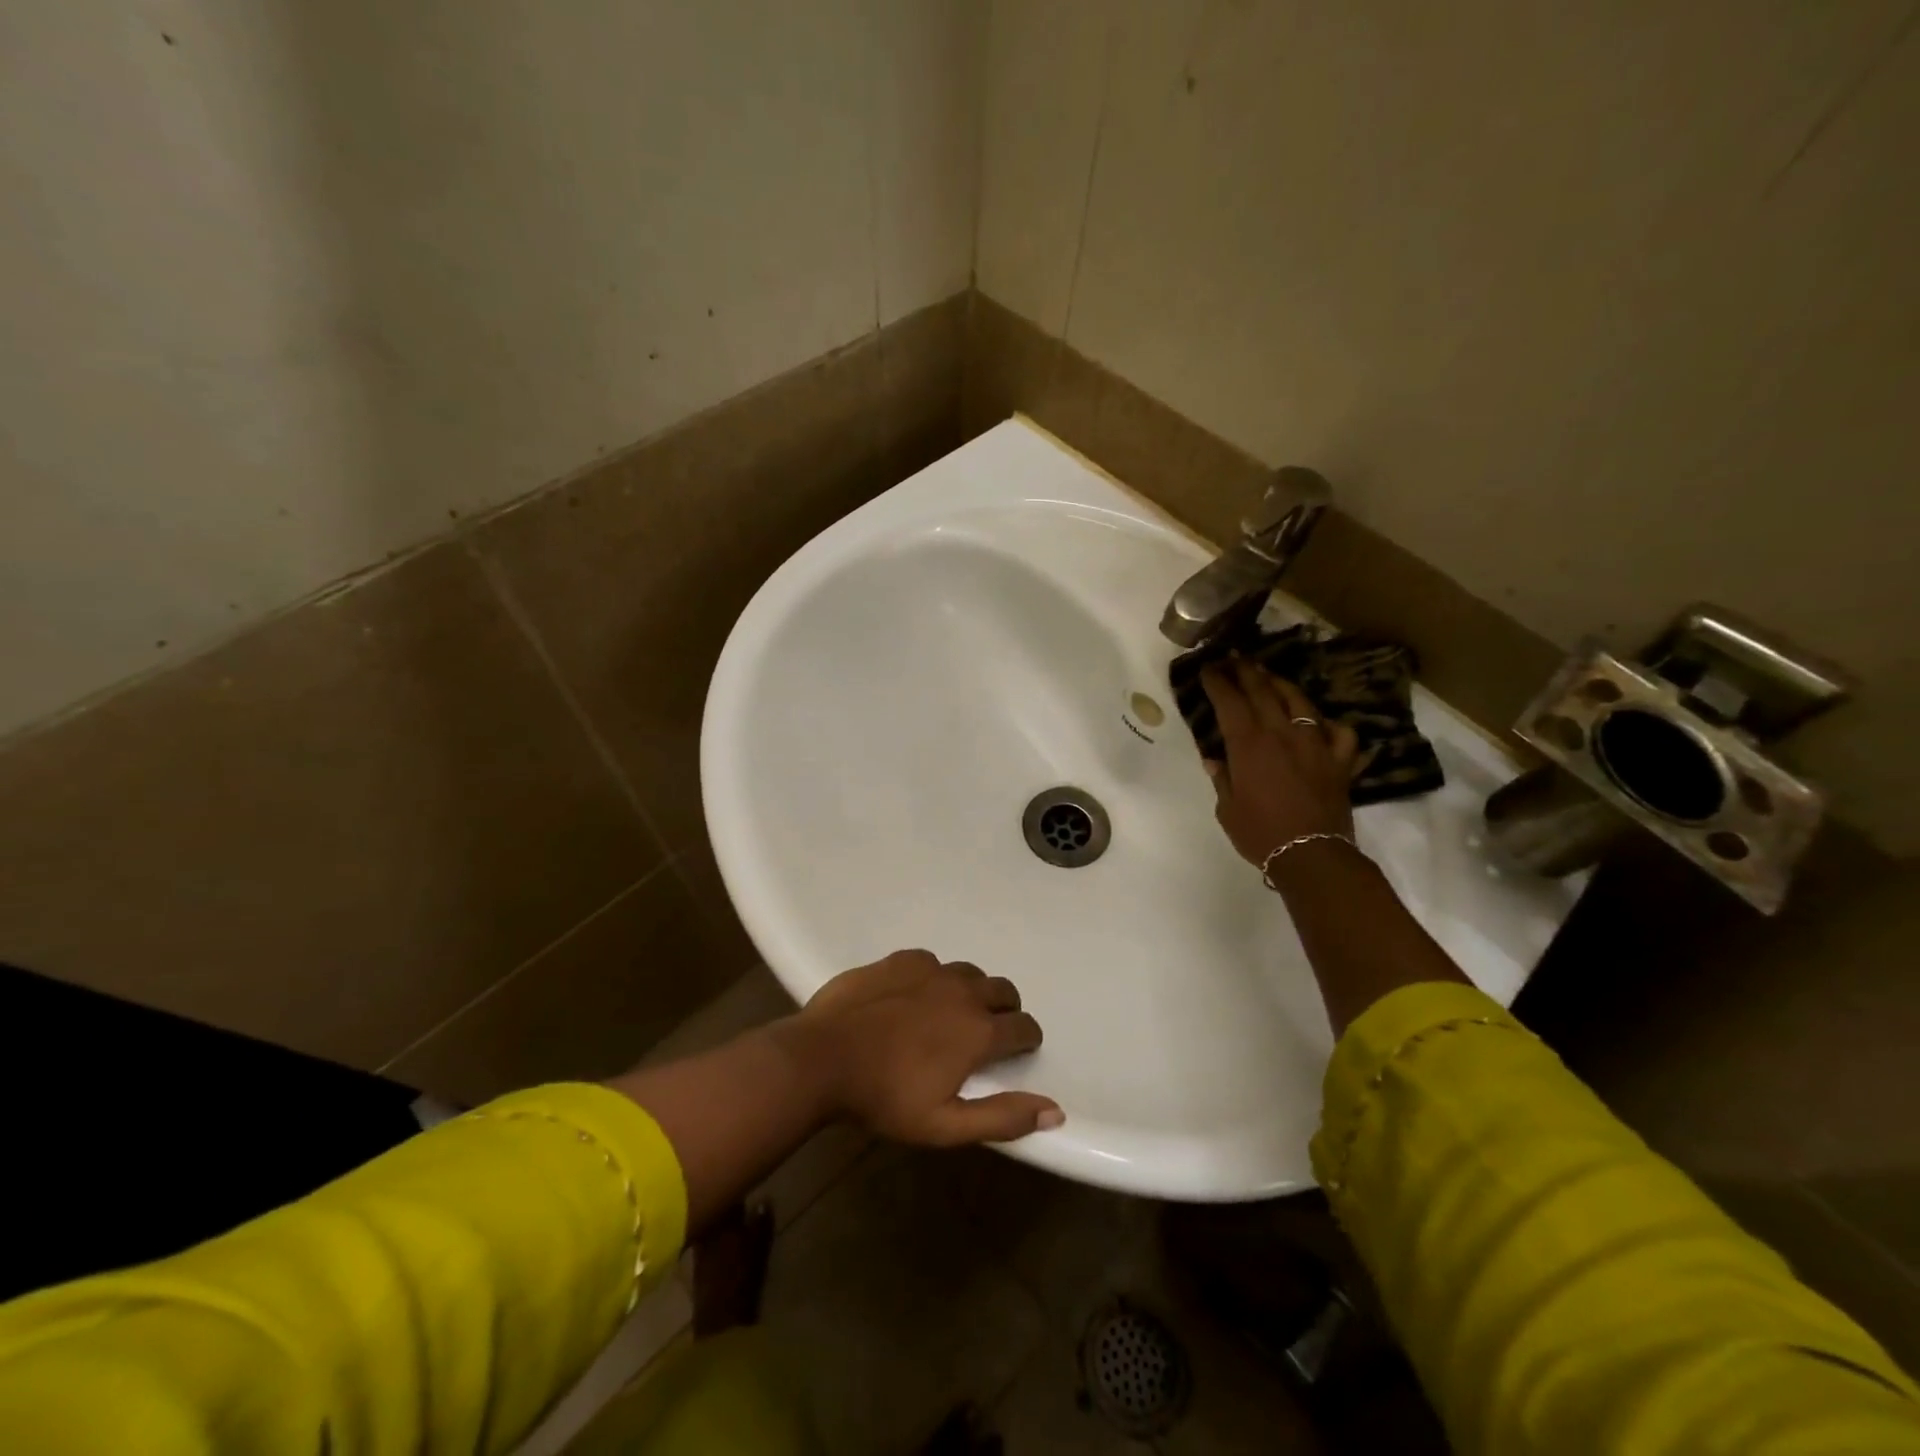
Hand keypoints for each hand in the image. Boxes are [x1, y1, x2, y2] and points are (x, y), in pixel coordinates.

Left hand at [796, 950, 1062, 1145]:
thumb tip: (1055, 1110)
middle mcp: (962, 992)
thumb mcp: (945, 1125)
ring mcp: (930, 970)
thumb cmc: (884, 1098)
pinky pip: (932, 962)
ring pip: (969, 973)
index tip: (1018, 1052)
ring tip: (950, 1015)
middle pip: (1004, 990)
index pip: (1024, 1027)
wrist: (822, 1058)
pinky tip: (913, 997)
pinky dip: (934, 978)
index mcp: (978, 1031)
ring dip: (971, 991)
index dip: (1027, 1040)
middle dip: (1005, 1009)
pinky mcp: (900, 960)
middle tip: (986, 1034)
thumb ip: (1002, 1117)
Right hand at [1200, 659, 1361, 866]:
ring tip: (1269, 676)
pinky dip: (1328, 724)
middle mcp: (1282, 734)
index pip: (1229, 701)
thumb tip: (1215, 758)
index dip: (1217, 681)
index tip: (1207, 668)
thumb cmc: (1259, 833)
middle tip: (1234, 658)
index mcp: (1248, 744)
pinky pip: (1339, 732)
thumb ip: (1222, 777)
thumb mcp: (1227, 807)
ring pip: (1299, 702)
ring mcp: (1315, 744)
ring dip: (1281, 684)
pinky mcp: (1339, 760)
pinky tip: (1320, 725)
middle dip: (1245, 671)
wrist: (1311, 855)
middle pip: (1263, 691)